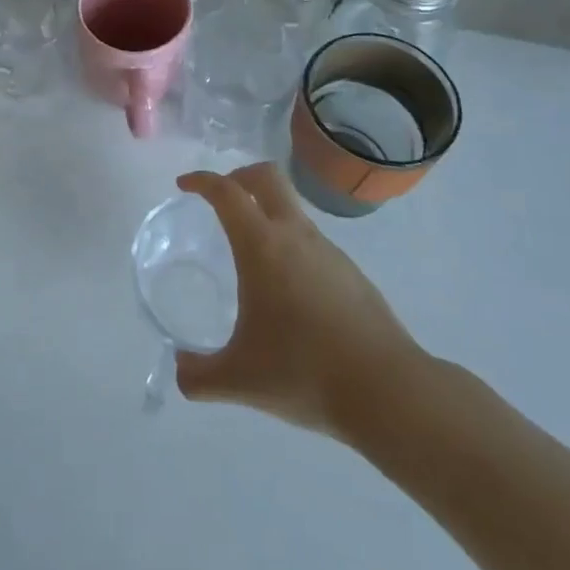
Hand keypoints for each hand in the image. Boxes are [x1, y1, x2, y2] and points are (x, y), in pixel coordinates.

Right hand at [175, 164, 427, 439]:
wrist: (389, 392)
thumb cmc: (304, 372)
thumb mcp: (240, 379)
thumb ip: (200, 376)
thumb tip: (180, 372)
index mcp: (262, 246)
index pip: (227, 192)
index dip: (202, 180)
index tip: (185, 186)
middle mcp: (295, 236)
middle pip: (267, 176)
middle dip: (239, 176)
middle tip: (221, 198)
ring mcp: (329, 252)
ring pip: (293, 209)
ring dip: (268, 213)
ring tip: (252, 254)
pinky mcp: (352, 274)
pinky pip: (313, 242)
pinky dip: (291, 246)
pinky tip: (288, 292)